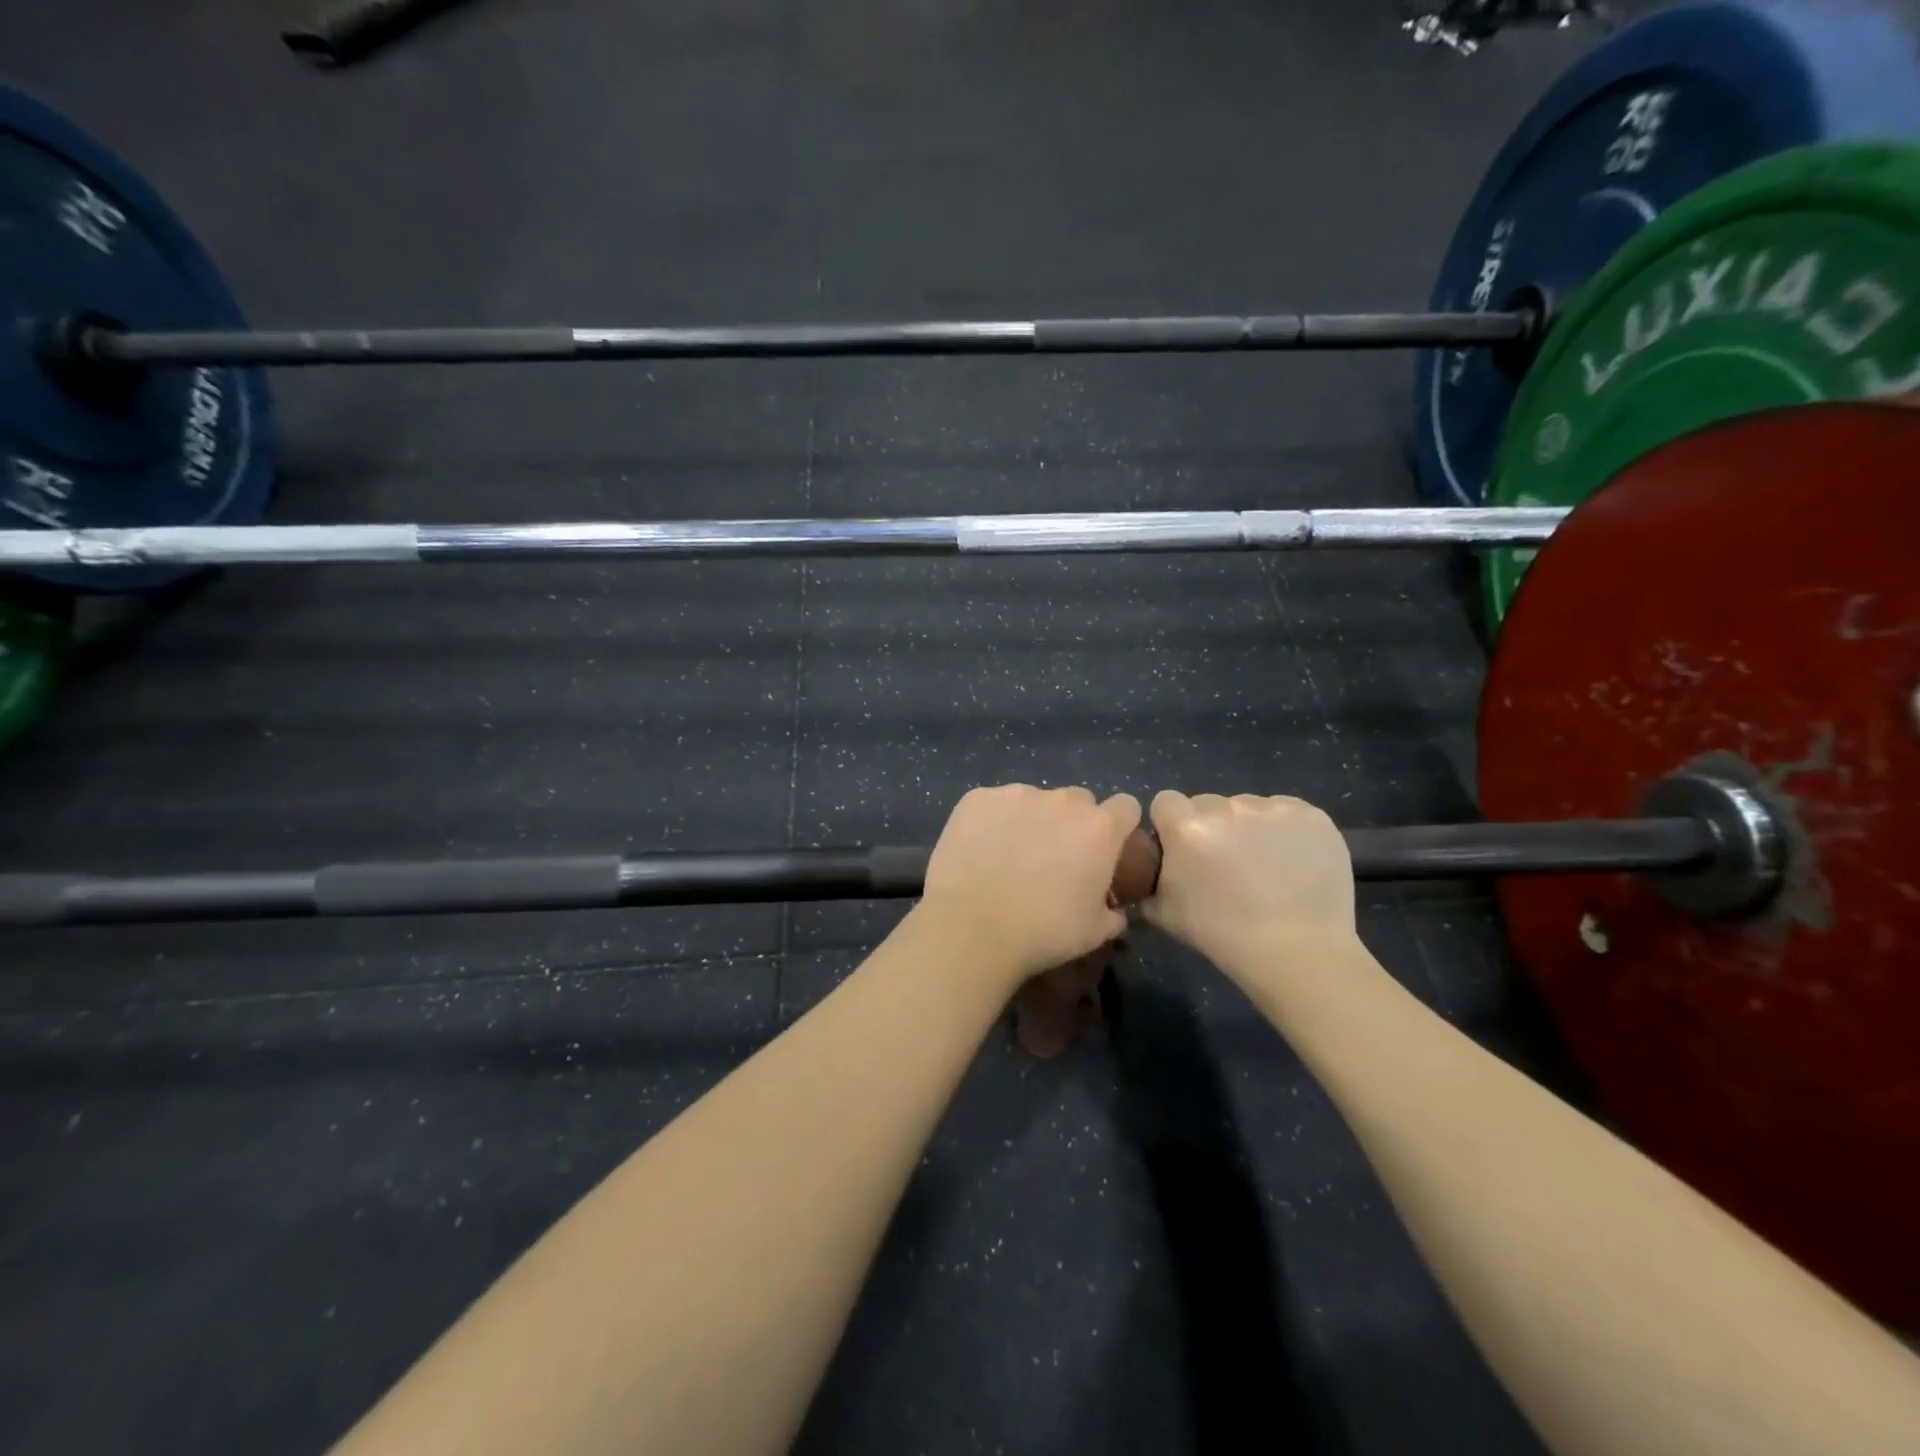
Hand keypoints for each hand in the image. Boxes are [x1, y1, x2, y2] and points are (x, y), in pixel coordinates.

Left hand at [919, 785, 1140, 984]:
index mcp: (1099, 828)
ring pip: (1033, 800)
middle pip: (1078, 801)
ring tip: (1009, 857)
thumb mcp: (1094, 932)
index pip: (1126, 807)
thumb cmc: (1042, 931)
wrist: (971, 926)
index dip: (1119, 826)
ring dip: (1031, 820)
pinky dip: (992, 821)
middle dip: (1073, 823)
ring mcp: (1017, 794)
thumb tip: (1113, 911)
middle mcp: (1062, 801)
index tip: (1106, 848)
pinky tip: (979, 851)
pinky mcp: (978, 798)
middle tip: (1055, 858)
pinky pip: (994, 804)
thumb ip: (1112, 913)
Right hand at [1144, 791, 1356, 971]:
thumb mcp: (1163, 913)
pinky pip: (1286, 812)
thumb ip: (1146, 881)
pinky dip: (1284, 831)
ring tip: (1263, 866)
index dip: (1171, 825)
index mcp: (1187, 827)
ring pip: (1247, 806)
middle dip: (1210, 825)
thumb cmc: (1222, 934)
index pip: (1166, 801)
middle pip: (1208, 802)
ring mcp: (1273, 808)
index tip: (1183, 850)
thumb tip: (1141, 872)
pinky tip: (1291, 861)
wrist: (1298, 952)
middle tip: (1224, 862)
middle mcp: (1228, 807)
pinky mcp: (1311, 815)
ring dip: (1247, 827)